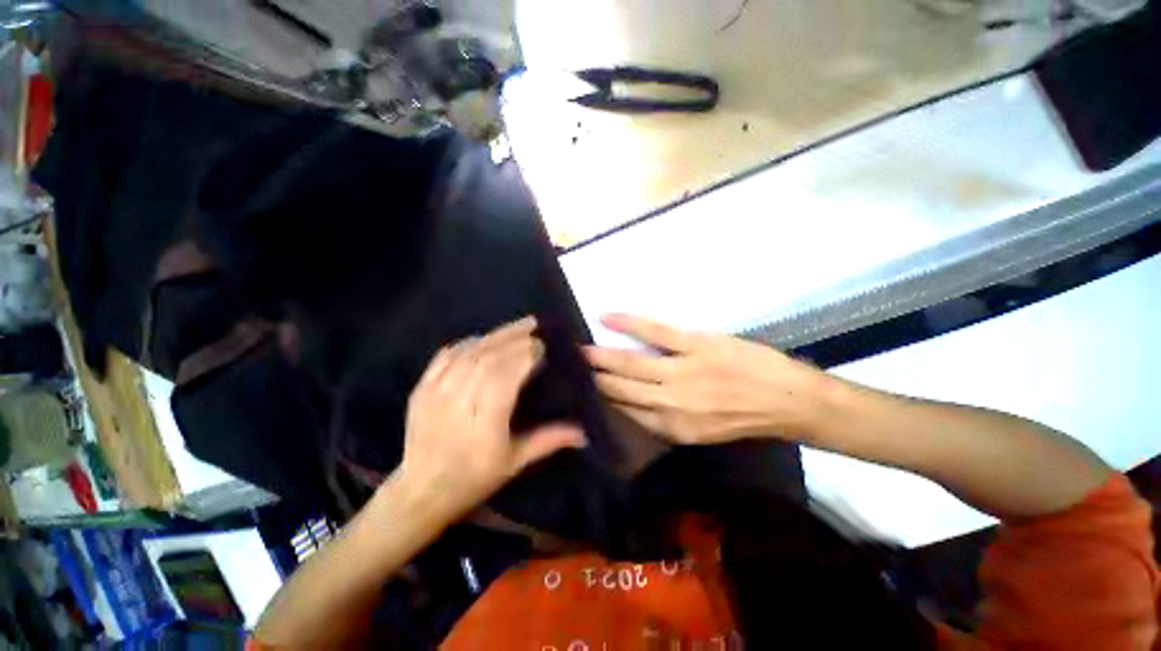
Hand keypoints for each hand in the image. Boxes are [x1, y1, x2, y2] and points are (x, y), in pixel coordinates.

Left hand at [396, 317, 586, 524]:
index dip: (525, 356)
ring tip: (515, 326)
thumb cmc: (473, 478)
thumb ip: (548, 440)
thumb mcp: (514, 462)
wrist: (420, 491)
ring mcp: (437, 392)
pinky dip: (466, 343)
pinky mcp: (421, 388)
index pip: (507, 375)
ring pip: (469, 353)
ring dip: (495, 336)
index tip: (541, 346)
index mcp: (485, 420)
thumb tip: (583, 432)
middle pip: (490, 358)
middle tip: (533, 325)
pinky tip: (481, 338)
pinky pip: (445, 356)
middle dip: (514, 339)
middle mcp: (460, 400)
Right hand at [585, 314, 827, 444]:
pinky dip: (627, 323)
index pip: (624, 412)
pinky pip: (653, 331)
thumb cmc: (744, 418)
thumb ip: (666, 423)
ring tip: (579, 349)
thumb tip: (633, 407)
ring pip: (629, 363)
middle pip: (619, 388)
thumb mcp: (701, 433)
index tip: (583, 390)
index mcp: (671, 427)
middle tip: (569, 366)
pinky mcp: (694, 345)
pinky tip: (605, 316)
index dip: (601, 400)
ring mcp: (680, 371)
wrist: (789, 401)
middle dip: (593, 378)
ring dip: (601, 355)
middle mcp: (668, 402)